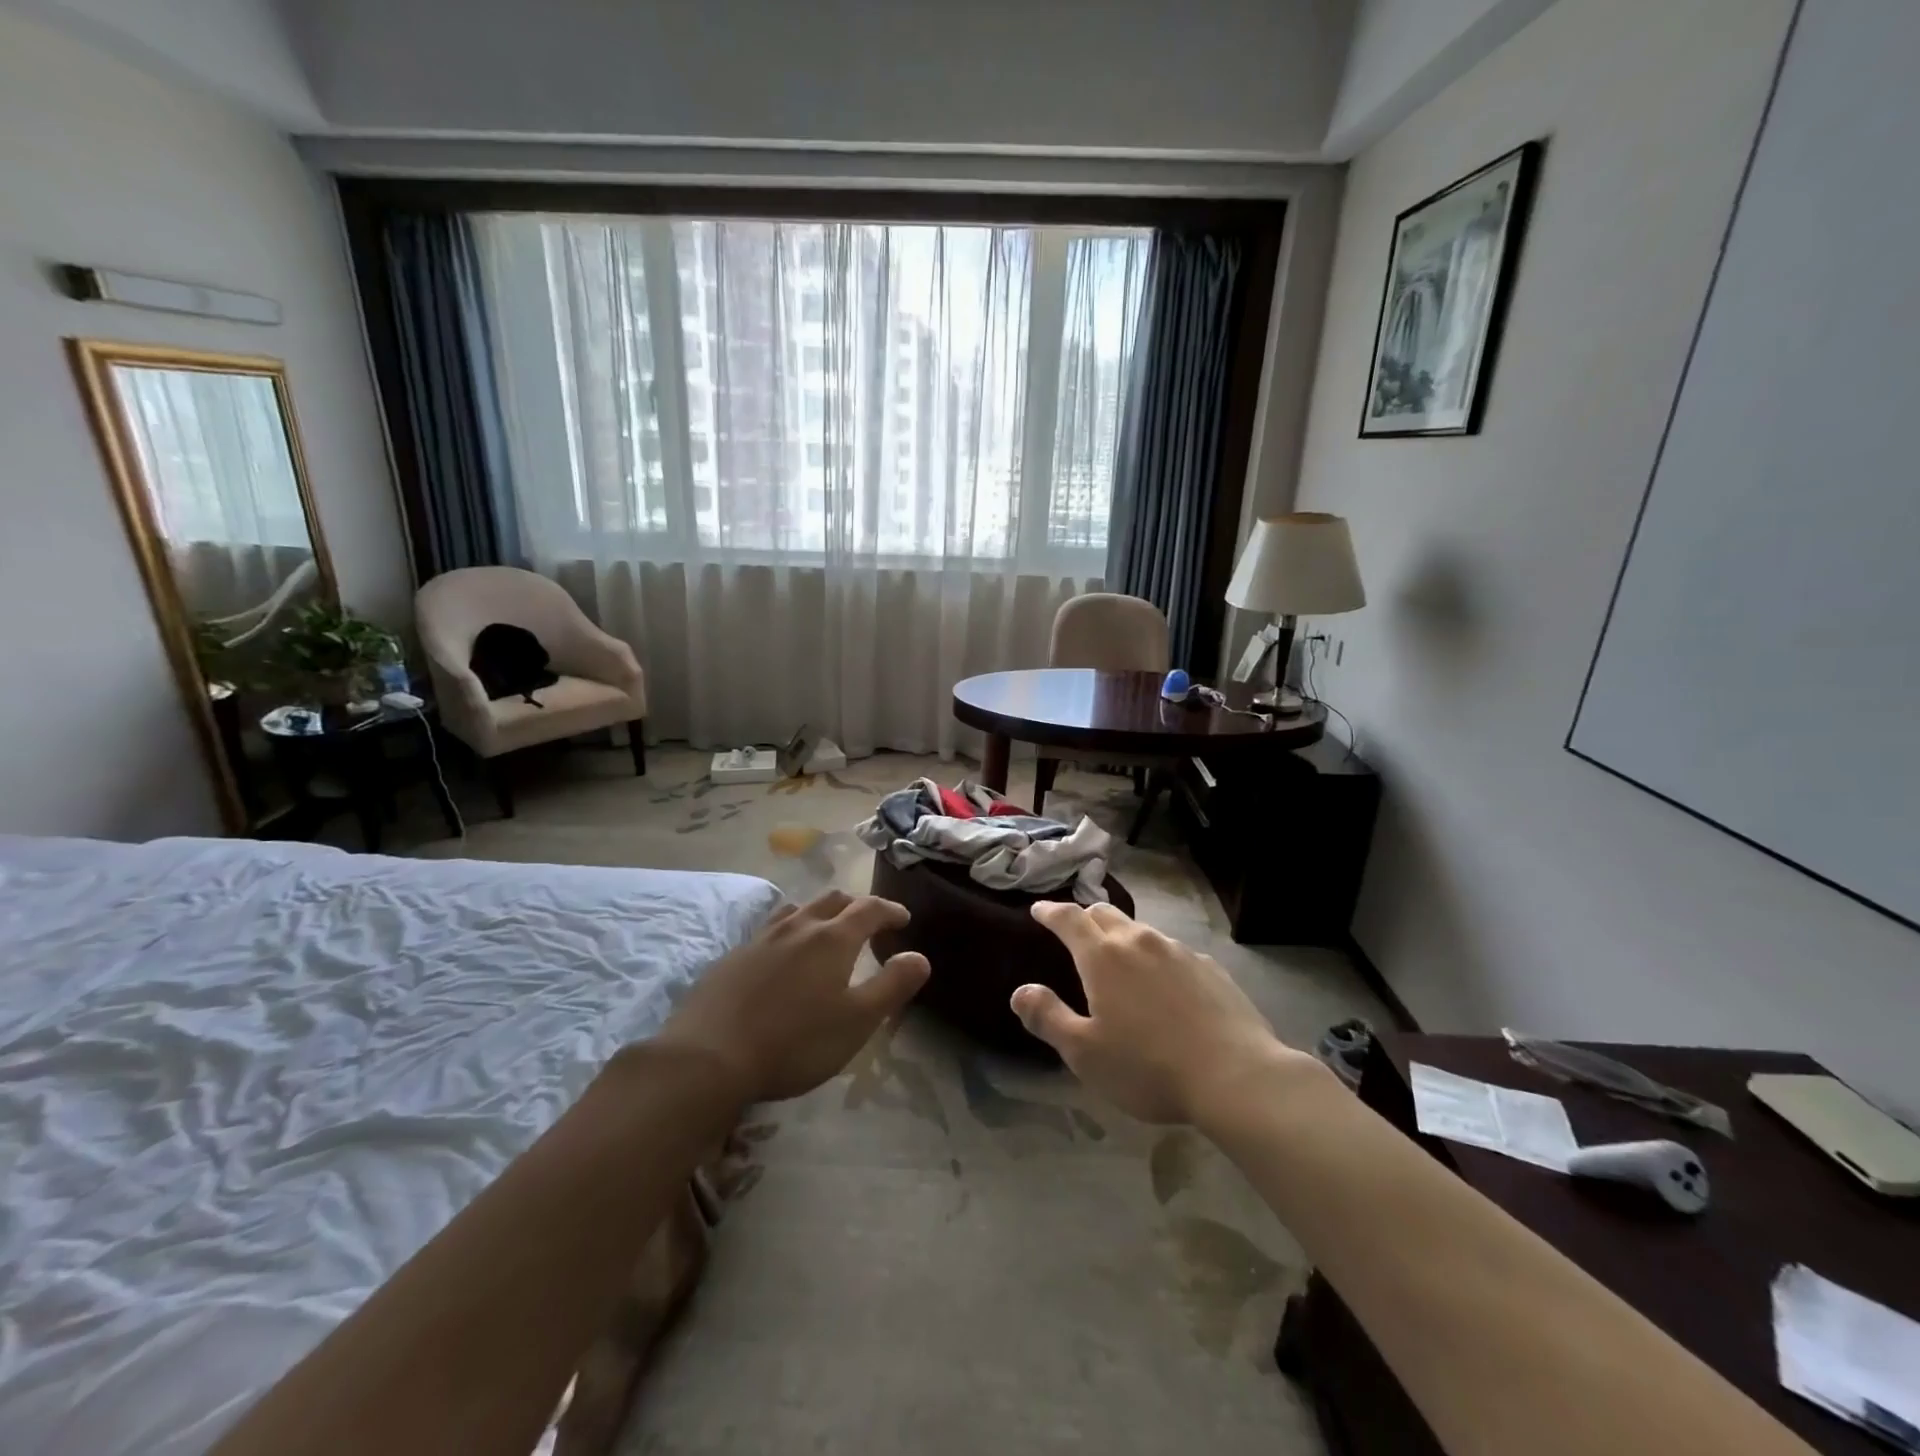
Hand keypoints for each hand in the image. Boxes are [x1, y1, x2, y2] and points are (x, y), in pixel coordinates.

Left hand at [656, 890, 930, 1102]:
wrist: (708, 1057)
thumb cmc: (795, 1042)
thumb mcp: (857, 1021)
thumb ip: (892, 985)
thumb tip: (920, 957)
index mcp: (833, 938)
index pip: (870, 909)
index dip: (890, 910)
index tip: (903, 919)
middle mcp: (798, 926)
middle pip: (832, 900)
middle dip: (855, 906)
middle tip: (867, 923)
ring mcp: (761, 938)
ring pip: (797, 909)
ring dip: (818, 913)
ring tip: (824, 931)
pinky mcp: (732, 956)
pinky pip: (769, 929)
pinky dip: (788, 931)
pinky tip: (780, 956)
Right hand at [1012, 902, 1307, 1124]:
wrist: (1236, 1076)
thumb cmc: (1149, 1067)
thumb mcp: (1085, 1053)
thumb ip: (1048, 1017)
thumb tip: (1020, 992)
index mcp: (1102, 957)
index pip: (1068, 919)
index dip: (1050, 912)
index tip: (1038, 910)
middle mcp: (1139, 941)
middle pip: (1104, 914)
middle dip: (1084, 917)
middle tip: (1074, 930)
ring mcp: (1178, 951)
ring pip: (1140, 930)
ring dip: (1121, 935)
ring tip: (1118, 957)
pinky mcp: (1208, 967)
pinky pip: (1171, 951)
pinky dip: (1155, 957)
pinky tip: (1163, 983)